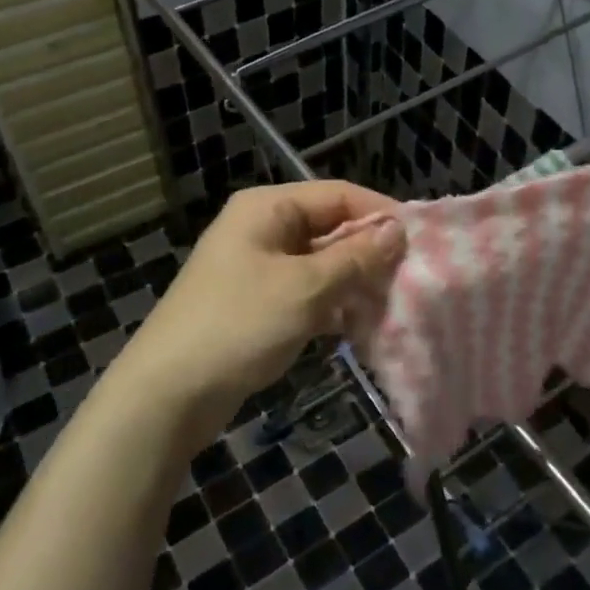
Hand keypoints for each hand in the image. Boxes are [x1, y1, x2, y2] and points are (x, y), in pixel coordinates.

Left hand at [106, 182, 405, 440]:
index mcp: (267, 208)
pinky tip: (360, 326)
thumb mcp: (305, 287)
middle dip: (370, 252)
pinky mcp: (258, 304)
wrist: (168, 394)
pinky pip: (307, 293)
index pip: (338, 195)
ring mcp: (259, 268)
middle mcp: (263, 229)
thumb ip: (356, 258)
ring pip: (322, 264)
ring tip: (394, 303)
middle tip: (412, 277)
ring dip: (355, 282)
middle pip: (330, 228)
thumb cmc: (238, 325)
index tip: (421, 240)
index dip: (380, 214)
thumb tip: (398, 230)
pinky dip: (333, 305)